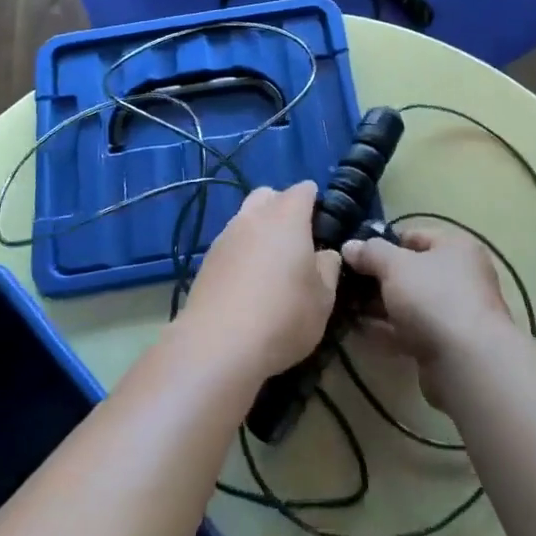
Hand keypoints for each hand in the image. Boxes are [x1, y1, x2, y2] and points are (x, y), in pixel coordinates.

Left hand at [180, 182, 341, 380]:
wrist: (218, 345)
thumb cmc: (283, 316)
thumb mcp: (323, 298)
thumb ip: (328, 268)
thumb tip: (325, 254)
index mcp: (287, 216)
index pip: (304, 190)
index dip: (316, 202)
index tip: (323, 225)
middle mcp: (253, 217)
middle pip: (268, 196)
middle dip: (282, 208)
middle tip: (296, 241)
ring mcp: (225, 236)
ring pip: (245, 219)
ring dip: (259, 232)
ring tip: (270, 267)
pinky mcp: (206, 260)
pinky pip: (230, 244)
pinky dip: (241, 254)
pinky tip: (247, 285)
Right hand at [341, 224, 514, 412]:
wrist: (467, 363)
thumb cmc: (433, 297)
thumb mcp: (395, 266)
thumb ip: (370, 253)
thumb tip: (349, 246)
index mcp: (456, 248)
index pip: (414, 236)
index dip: (384, 243)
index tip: (356, 254)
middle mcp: (461, 277)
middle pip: (411, 271)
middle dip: (378, 278)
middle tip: (347, 282)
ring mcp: (455, 313)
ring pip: (410, 304)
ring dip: (380, 306)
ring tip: (346, 306)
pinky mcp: (446, 346)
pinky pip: (411, 331)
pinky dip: (387, 330)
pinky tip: (359, 330)